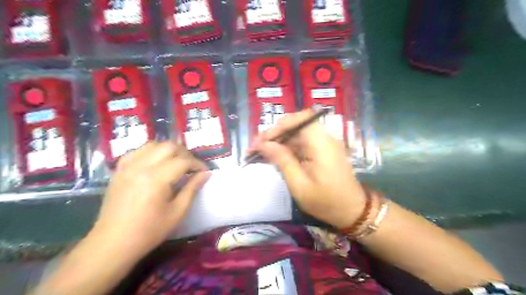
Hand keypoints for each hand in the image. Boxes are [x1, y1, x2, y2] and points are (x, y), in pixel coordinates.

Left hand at [94, 142, 210, 258]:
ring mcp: (127, 166)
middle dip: (185, 153)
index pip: (183, 161)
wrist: (113, 243)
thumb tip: (206, 174)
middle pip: (169, 146)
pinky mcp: (119, 170)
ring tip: (177, 163)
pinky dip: (151, 152)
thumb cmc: (149, 231)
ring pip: (153, 144)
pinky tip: (157, 163)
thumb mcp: (177, 212)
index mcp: (157, 179)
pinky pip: (138, 151)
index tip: (204, 172)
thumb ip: (192, 188)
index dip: (197, 164)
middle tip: (192, 167)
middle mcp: (141, 166)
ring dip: (169, 150)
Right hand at [250, 109, 365, 227]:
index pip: (297, 120)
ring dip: (278, 142)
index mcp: (320, 142)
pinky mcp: (322, 150)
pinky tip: (274, 157)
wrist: (352, 211)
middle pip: (295, 125)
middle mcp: (324, 137)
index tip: (260, 142)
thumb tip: (264, 144)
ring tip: (260, 153)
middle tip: (255, 148)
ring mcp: (324, 143)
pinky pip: (301, 143)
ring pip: (296, 134)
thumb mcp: (299, 184)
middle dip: (274, 134)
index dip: (277, 128)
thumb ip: (282, 160)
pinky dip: (287, 148)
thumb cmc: (325, 201)